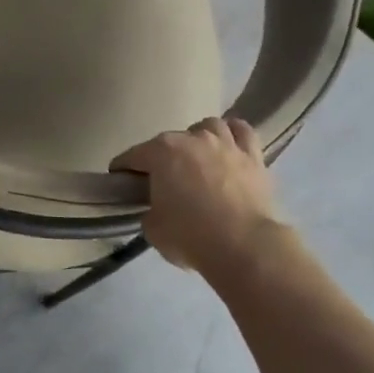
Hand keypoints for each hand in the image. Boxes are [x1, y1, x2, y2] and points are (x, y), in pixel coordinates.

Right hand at [113, 118, 290, 275]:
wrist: (244, 246)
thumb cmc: (190, 236)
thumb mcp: (153, 228)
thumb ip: (150, 211)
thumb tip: (158, 208)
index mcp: (161, 152)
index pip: (132, 156)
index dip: (123, 169)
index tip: (120, 181)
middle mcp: (192, 139)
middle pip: (169, 141)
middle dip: (161, 157)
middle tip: (161, 179)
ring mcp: (225, 144)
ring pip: (208, 126)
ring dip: (198, 138)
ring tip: (197, 156)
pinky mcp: (253, 157)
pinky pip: (242, 132)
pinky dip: (233, 134)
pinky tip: (229, 144)